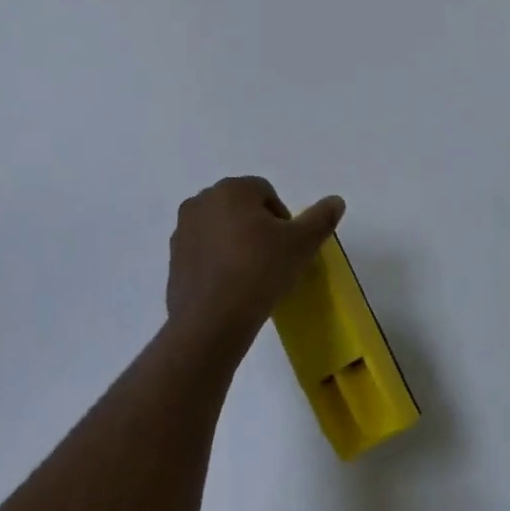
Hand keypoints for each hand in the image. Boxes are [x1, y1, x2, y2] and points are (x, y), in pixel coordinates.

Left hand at [167, 177, 345, 349]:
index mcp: (232, 189)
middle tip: (273, 259)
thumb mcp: (302, 244)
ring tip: (251, 276)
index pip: (265, 192)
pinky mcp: (173, 259)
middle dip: (257, 228)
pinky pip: (203, 252)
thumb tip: (336, 201)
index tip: (288, 247)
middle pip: (240, 208)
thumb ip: (321, 218)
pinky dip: (217, 262)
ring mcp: (183, 230)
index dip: (282, 219)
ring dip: (236, 243)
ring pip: (220, 229)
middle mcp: (202, 201)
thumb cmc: (260, 271)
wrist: (212, 321)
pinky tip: (230, 288)